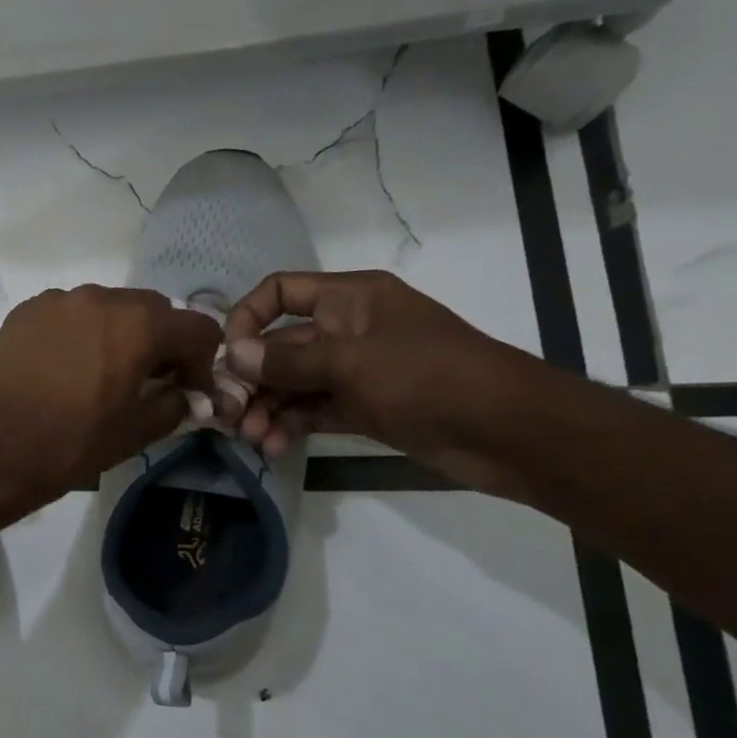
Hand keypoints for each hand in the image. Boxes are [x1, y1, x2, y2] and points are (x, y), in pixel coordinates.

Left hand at [0, 285, 220, 518]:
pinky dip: (80, 333)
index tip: (190, 390)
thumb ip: (174, 404)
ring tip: (103, 373)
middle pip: (151, 310)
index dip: (202, 361)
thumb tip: (183, 393)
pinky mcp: (24, 312)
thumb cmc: (69, 444)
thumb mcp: (136, 433)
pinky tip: (65, 368)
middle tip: (149, 381)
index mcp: (137, 324)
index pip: (197, 328)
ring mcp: (57, 301)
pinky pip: (69, 314)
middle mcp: (99, 298)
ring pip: (107, 307)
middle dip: (161, 342)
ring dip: (119, 333)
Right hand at [224, 270, 541, 489]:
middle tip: (229, 413)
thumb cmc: (427, 377)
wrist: (508, 431)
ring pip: (294, 383)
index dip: (247, 317)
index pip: (280, 292)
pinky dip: (292, 425)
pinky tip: (274, 446)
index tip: (228, 356)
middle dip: (252, 379)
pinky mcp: (364, 407)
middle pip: (280, 345)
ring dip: (269, 408)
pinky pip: (314, 410)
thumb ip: (287, 360)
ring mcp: (356, 370)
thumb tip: (232, 355)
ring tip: (253, 438)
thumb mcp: (350, 362)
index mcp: (348, 299)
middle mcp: (346, 329)